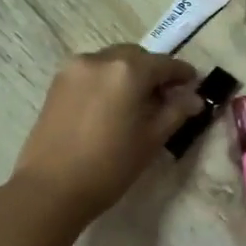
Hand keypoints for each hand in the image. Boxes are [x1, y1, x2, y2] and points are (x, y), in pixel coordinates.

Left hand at [12, 45, 202, 224]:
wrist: (50, 188)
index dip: (182, 74)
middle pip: (136, 56)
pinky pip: (92, 72)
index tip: (194, 84)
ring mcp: (74, 68)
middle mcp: (100, 59)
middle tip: (166, 96)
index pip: (164, 64)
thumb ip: (175, 112)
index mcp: (128, 70)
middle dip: (154, 71)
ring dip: (129, 74)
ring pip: (112, 62)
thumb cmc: (110, 166)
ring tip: (137, 102)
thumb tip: (194, 98)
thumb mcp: (151, 139)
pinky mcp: (57, 83)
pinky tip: (112, 105)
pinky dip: (107, 80)